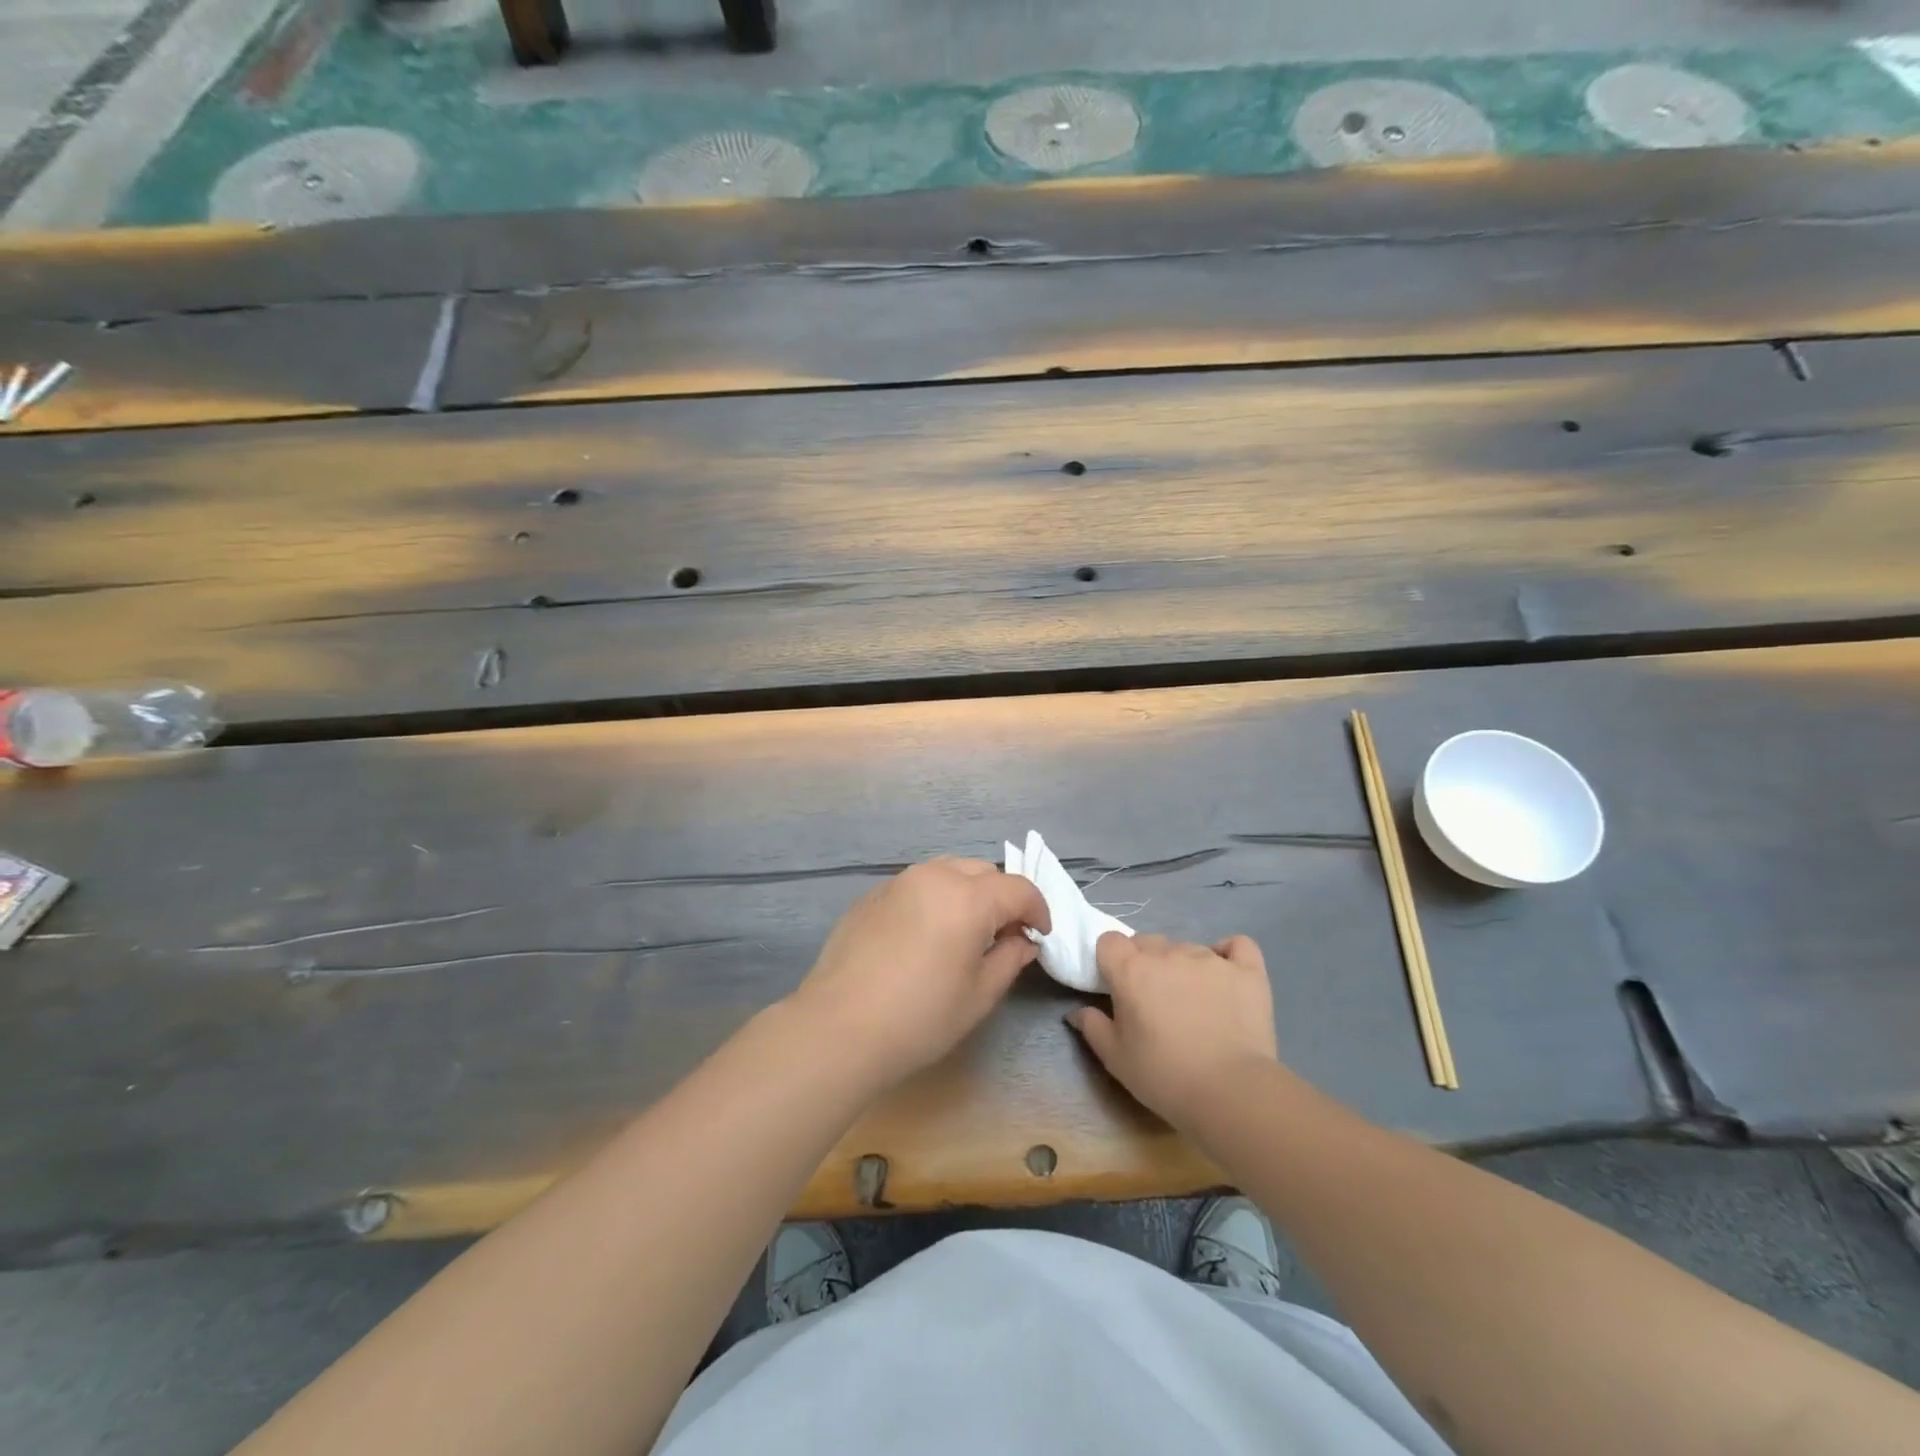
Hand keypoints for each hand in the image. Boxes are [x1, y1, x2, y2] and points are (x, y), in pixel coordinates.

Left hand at [790, 858, 1050, 1091]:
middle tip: (1004, 934)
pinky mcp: (872, 895)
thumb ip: (1009, 958)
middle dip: (1002, 897)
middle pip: (983, 871)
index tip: (1039, 936)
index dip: (1037, 910)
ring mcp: (899, 882)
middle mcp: (935, 876)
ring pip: (948, 871)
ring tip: (966, 930)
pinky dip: (934, 898)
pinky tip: (925, 936)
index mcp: (968, 897)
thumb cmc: (921, 1017)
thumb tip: (1022, 940)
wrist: (840, 1027)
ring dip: (968, 891)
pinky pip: (917, 885)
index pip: (1018, 888)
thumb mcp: (979, 995)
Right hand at [1068, 932, 1277, 1131]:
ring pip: (1188, 947)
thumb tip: (1077, 1012)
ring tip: (1195, 1002)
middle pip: (1148, 941)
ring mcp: (1210, 958)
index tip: (1117, 985)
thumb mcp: (1115, 1058)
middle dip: (1146, 962)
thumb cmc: (1164, 1076)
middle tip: (1154, 1000)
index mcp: (1131, 970)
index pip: (1110, 941)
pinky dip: (1229, 955)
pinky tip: (1227, 975)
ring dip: (1183, 966)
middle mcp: (1168, 954)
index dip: (1111, 960)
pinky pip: (1237, 945)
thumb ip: (1092, 1027)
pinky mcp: (1247, 970)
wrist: (1231, 1093)